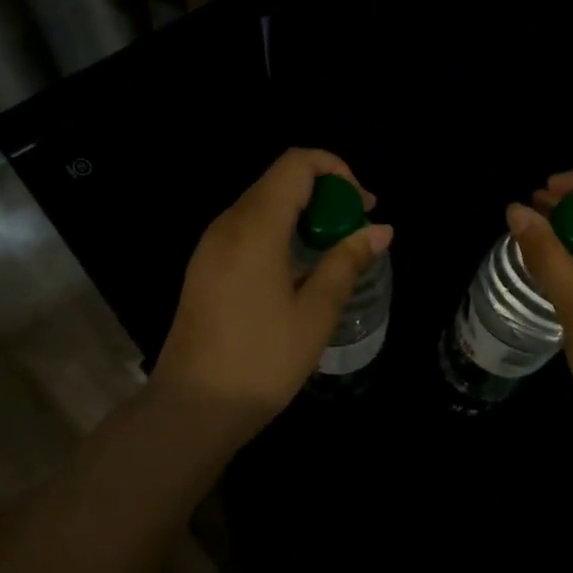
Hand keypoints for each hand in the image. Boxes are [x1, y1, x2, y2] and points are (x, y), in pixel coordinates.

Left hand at [151, 148, 392, 444]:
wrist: (192, 408)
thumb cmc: (261, 360)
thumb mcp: (315, 312)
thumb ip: (347, 261)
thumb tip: (381, 229)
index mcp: (255, 227)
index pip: (296, 163)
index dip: (336, 170)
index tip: (363, 206)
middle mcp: (227, 224)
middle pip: (279, 180)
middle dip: (324, 193)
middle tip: (356, 230)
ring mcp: (210, 245)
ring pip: (262, 204)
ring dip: (302, 214)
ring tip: (333, 250)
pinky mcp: (203, 267)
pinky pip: (246, 229)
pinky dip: (279, 231)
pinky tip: (297, 269)